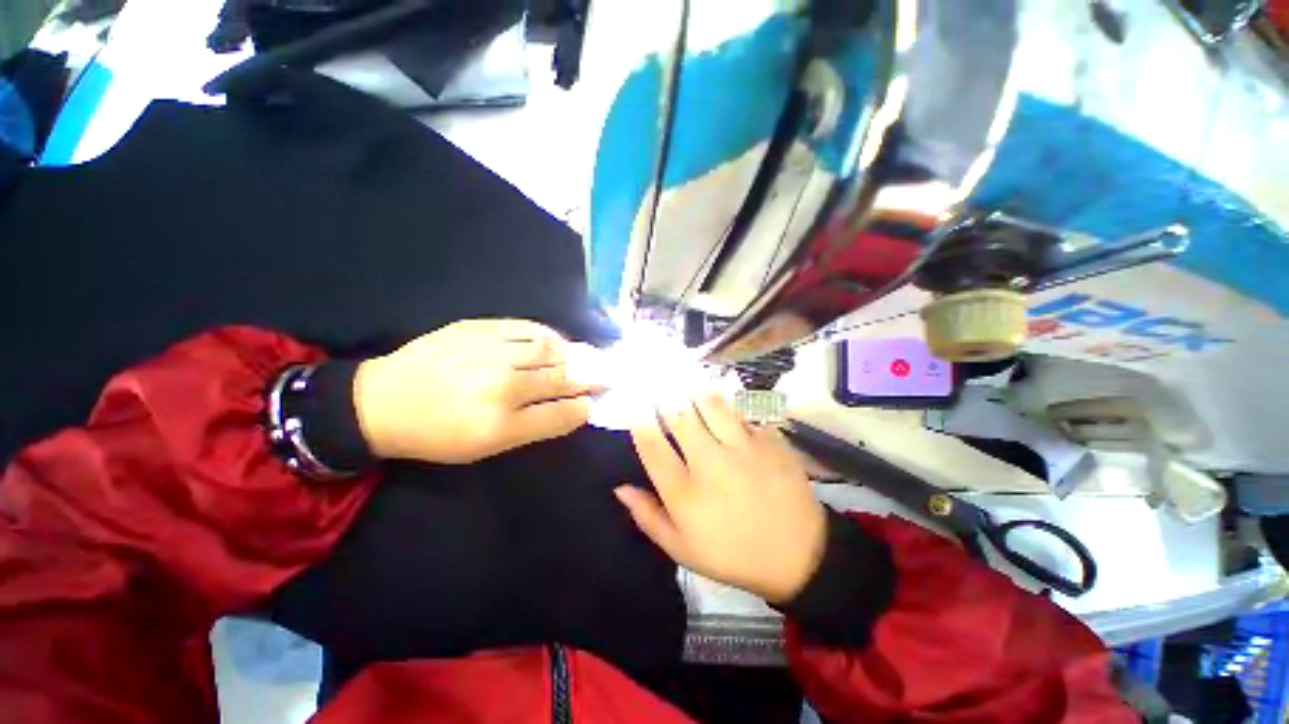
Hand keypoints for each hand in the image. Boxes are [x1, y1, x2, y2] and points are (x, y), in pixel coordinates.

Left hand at [353, 319, 599, 463]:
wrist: (382, 401)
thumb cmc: (437, 434)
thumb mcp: (486, 447)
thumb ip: (535, 426)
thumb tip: (573, 408)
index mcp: (501, 424)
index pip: (563, 414)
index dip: (586, 407)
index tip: (596, 402)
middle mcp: (501, 386)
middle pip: (562, 378)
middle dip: (591, 377)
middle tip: (607, 375)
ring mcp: (490, 352)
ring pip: (550, 349)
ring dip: (575, 354)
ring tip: (585, 356)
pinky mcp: (478, 327)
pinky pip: (527, 327)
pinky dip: (549, 335)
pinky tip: (556, 341)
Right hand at [615, 394, 826, 603]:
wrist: (799, 555)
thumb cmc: (733, 554)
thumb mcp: (682, 548)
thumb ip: (648, 516)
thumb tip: (620, 488)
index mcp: (685, 492)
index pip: (651, 444)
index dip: (639, 421)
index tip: (636, 408)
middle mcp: (710, 462)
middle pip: (679, 415)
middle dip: (664, 397)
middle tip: (660, 387)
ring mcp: (743, 447)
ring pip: (711, 403)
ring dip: (695, 394)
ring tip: (689, 389)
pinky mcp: (769, 440)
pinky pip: (741, 412)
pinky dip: (728, 408)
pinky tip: (725, 409)